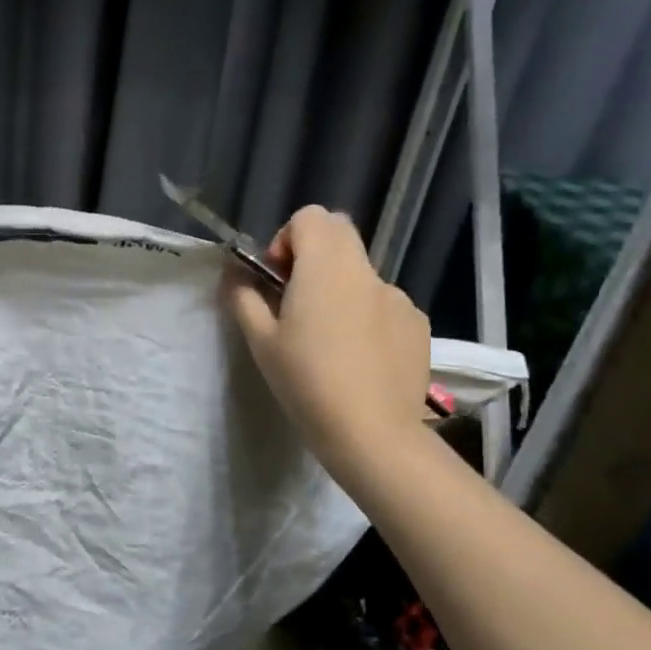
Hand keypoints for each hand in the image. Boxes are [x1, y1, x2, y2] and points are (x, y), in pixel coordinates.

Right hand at [225, 206, 431, 464]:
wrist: (372, 433)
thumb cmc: (307, 382)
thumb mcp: (261, 342)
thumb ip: (243, 299)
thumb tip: (233, 275)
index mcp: (326, 267)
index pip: (310, 216)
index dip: (286, 240)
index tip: (276, 279)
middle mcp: (366, 271)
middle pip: (339, 235)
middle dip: (312, 256)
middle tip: (295, 301)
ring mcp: (398, 297)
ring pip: (361, 275)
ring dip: (339, 290)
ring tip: (329, 342)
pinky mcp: (417, 325)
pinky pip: (383, 305)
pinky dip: (366, 317)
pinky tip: (358, 359)